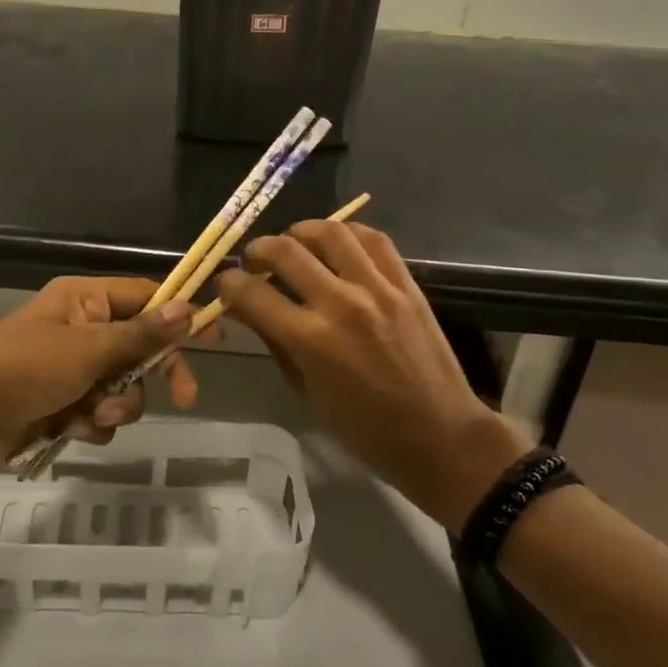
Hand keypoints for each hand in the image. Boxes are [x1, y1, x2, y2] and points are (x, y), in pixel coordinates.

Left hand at [0, 277, 199, 469]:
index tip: (214, 339)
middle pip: (140, 348)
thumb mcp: (89, 348)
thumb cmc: (25, 368)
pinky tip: (71, 430)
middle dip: (152, 376)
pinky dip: (91, 424)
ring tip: (93, 416)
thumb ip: (141, 334)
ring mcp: (71, 369)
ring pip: (123, 387)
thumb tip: (189, 306)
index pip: (146, 298)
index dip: (180, 316)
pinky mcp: (61, 404)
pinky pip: (98, 413)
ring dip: (118, 406)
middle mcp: (82, 329)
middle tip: (185, 398)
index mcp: (85, 300)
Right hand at [216, 221, 532, 528]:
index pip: (251, 292)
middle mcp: (340, 304)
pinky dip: (347, 232)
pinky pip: (374, 239)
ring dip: (300, 231)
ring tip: (293, 243)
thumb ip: (276, 342)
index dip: (229, 283)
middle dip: (257, 250)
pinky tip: (336, 242)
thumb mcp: (307, 391)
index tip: (226, 284)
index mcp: (310, 340)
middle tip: (254, 261)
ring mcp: (378, 288)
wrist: (440, 435)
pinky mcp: (406, 283)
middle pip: (285, 251)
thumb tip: (246, 307)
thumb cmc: (365, 429)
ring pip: (330, 231)